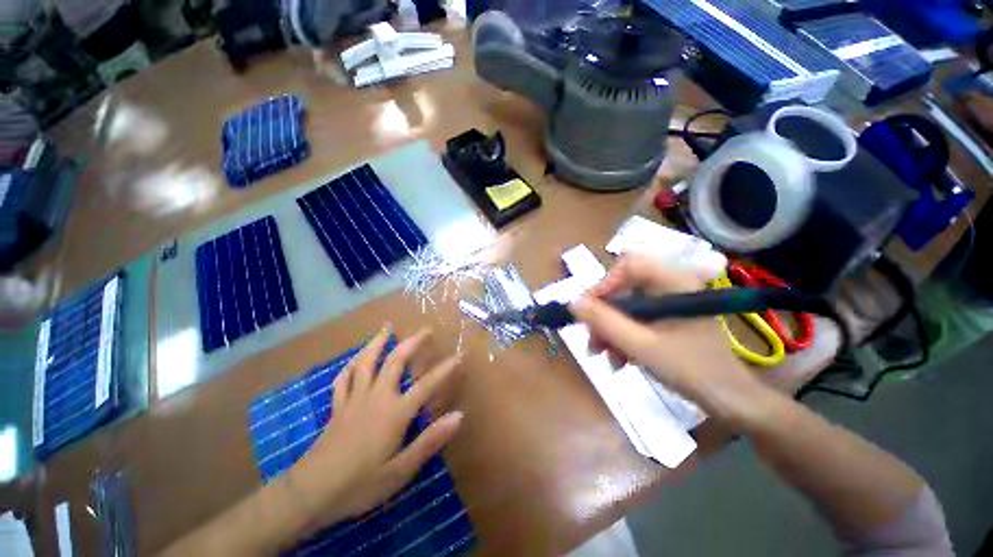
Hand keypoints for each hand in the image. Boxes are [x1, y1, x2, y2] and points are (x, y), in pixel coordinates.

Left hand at [286, 326, 462, 524]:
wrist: (309, 494)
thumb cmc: (359, 486)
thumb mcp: (400, 471)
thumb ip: (430, 441)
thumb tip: (458, 416)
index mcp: (394, 413)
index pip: (426, 385)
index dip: (443, 370)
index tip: (458, 355)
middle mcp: (376, 398)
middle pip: (395, 361)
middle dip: (412, 342)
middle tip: (426, 329)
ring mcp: (354, 399)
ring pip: (366, 362)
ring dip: (379, 342)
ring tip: (387, 328)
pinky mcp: (338, 406)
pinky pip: (344, 378)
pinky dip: (352, 364)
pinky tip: (357, 358)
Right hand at [569, 255, 763, 416]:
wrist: (727, 400)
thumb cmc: (690, 369)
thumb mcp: (641, 346)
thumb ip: (604, 322)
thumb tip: (573, 303)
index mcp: (673, 281)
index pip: (628, 266)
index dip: (604, 285)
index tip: (590, 311)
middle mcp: (669, 285)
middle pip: (622, 288)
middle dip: (603, 315)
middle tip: (592, 340)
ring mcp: (666, 303)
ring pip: (624, 306)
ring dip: (609, 329)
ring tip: (603, 355)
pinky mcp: (664, 318)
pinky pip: (633, 319)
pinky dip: (621, 336)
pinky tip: (618, 358)